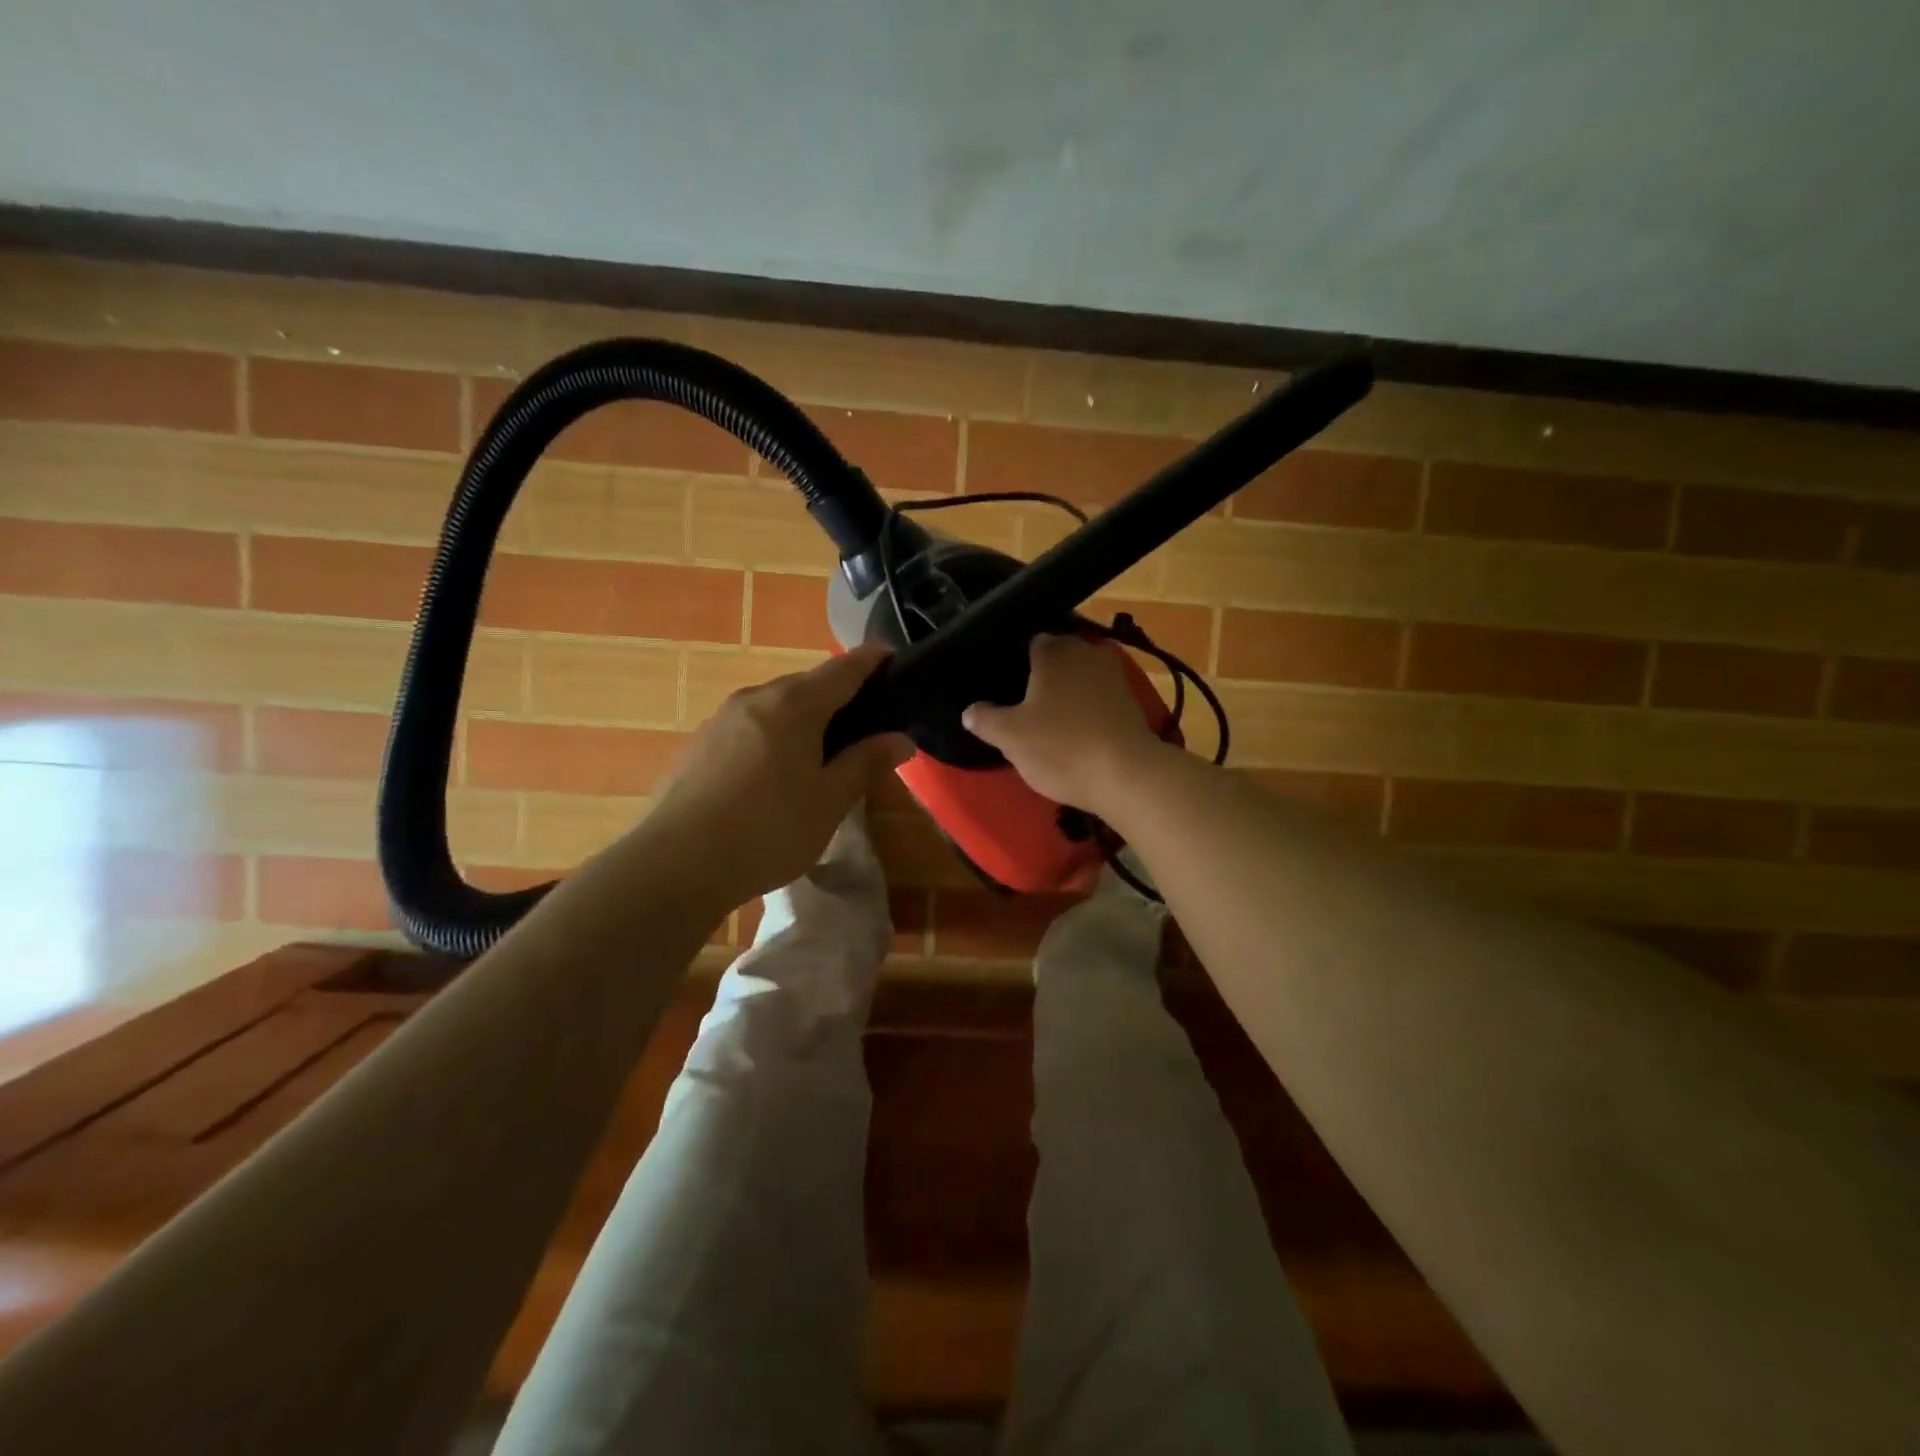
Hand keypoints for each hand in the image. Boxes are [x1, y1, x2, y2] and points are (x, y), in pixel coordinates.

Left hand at [646, 645, 913, 901]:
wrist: (677, 863)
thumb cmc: (769, 829)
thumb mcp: (830, 801)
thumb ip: (866, 763)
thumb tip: (901, 739)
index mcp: (795, 704)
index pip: (843, 668)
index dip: (871, 660)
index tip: (891, 657)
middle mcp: (756, 698)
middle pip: (806, 684)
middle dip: (837, 695)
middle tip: (863, 724)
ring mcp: (721, 719)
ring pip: (774, 706)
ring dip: (802, 717)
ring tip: (820, 752)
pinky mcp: (698, 745)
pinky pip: (749, 727)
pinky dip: (772, 736)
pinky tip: (773, 775)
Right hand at [962, 635, 1169, 811]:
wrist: (1127, 775)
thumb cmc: (1061, 747)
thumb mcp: (1009, 736)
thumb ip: (984, 719)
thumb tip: (970, 711)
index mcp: (1054, 649)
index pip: (1027, 643)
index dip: (1012, 664)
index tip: (1001, 688)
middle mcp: (1086, 651)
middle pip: (1055, 660)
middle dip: (1040, 678)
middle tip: (1019, 706)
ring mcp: (1114, 675)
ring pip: (1078, 679)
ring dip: (1064, 695)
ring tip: (1045, 722)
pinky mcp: (1131, 702)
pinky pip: (1097, 698)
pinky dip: (1085, 710)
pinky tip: (1073, 733)